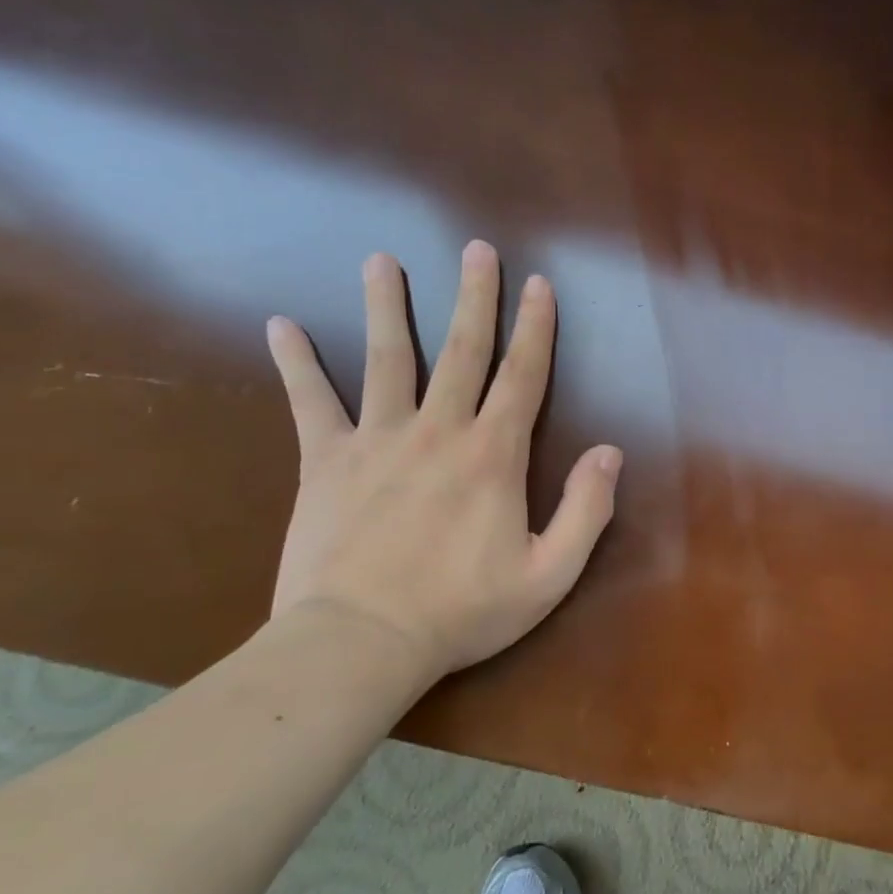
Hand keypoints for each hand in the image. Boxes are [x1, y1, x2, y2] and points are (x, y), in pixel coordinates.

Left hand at [264, 243, 621, 677]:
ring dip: (386, 306)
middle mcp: (438, 431)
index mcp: (493, 455)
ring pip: (386, 359)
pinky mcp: (326, 461)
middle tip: (476, 249)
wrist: (360, 644)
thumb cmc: (463, 611)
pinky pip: (310, 402)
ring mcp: (377, 440)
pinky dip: (296, 363)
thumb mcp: (549, 574)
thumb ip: (587, 510)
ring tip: (381, 261)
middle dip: (474, 297)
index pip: (523, 376)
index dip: (536, 328)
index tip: (539, 284)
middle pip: (461, 351)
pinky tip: (282, 326)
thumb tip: (610, 452)